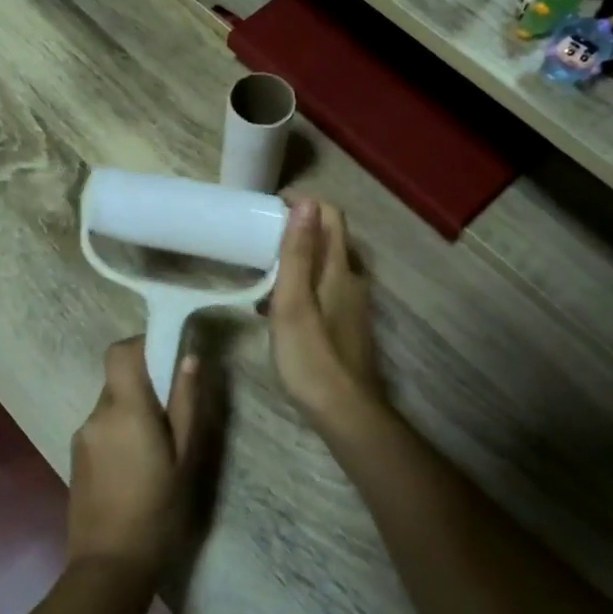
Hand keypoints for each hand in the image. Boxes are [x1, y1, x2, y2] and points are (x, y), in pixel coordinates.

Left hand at [67, 337, 200, 579]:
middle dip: (145, 384)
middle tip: (173, 412)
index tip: (167, 357)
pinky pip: (102, 427)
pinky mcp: (75, 457)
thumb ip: (186, 403)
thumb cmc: (158, 510)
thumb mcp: (185, 457)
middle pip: (118, 378)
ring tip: (158, 447)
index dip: (141, 345)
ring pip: (111, 403)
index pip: (119, 352)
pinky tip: (137, 466)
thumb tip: (188, 357)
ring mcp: (82, 436)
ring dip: (133, 410)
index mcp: (125, 409)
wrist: (109, 566)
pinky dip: (120, 430)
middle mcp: (97, 415)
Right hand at [270, 199, 384, 431]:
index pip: (330, 217)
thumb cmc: (312, 356)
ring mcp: (352, 304)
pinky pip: (323, 290)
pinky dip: (301, 286)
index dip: (303, 204)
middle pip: (329, 239)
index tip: (269, 208)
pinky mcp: (347, 325)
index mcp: (340, 269)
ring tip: (261, 271)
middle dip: (297, 230)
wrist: (345, 411)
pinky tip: (277, 308)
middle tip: (259, 238)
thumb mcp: (294, 302)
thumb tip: (306, 202)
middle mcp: (352, 280)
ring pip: (325, 267)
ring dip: (297, 260)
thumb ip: (298, 253)